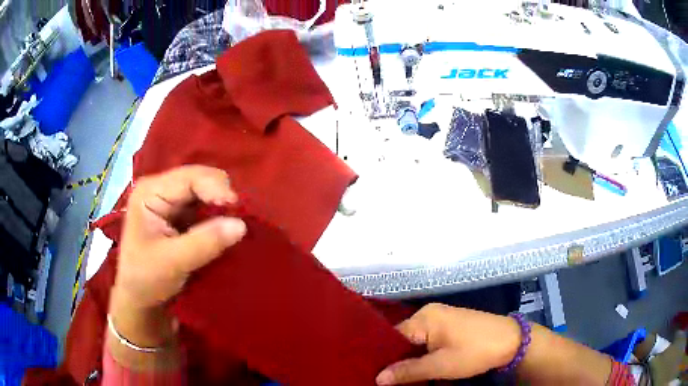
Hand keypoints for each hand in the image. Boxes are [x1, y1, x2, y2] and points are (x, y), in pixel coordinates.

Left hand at [114, 165, 246, 309]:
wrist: (140, 300)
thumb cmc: (146, 279)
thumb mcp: (173, 262)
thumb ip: (205, 242)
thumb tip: (241, 224)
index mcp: (150, 192)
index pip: (189, 178)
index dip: (215, 187)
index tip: (236, 207)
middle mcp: (160, 189)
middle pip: (199, 179)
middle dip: (219, 196)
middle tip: (237, 218)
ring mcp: (170, 201)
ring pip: (204, 192)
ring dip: (220, 207)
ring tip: (234, 224)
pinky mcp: (179, 216)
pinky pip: (205, 207)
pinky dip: (217, 216)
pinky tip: (225, 228)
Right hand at [376, 303, 521, 384]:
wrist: (512, 341)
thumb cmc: (475, 352)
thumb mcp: (441, 366)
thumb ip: (408, 371)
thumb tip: (378, 377)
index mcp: (425, 318)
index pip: (392, 337)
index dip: (383, 357)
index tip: (374, 374)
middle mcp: (429, 313)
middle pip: (403, 338)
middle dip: (397, 359)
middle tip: (387, 380)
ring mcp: (441, 318)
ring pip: (415, 341)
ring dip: (410, 359)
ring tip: (401, 377)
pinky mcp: (451, 325)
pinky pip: (428, 340)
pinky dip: (423, 354)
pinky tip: (420, 367)